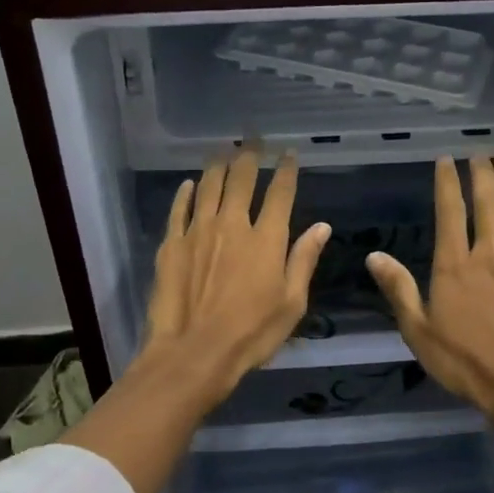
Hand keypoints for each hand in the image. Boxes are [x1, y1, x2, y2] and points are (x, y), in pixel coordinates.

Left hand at [141, 149, 331, 404]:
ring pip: (209, 187)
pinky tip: (189, 185)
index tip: (289, 153)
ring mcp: (198, 231)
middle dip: (249, 156)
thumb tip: (322, 227)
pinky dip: (186, 194)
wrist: (194, 352)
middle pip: (242, 180)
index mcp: (267, 239)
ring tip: (223, 151)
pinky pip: (179, 209)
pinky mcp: (171, 244)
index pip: (280, 193)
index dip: (286, 170)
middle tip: (252, 140)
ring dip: (218, 166)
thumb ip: (304, 260)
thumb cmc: (251, 334)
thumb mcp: (291, 303)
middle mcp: (233, 225)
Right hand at [365, 156, 493, 414]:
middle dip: (482, 177)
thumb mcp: (418, 330)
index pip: (450, 213)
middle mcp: (489, 257)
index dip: (447, 184)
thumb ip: (398, 289)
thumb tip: (374, 255)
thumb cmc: (465, 360)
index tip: (446, 159)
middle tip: (481, 154)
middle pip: (487, 207)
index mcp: (455, 266)